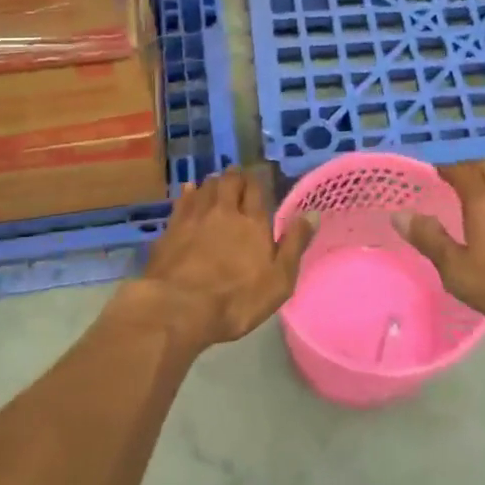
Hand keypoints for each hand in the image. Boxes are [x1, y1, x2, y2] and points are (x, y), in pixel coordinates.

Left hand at [126, 168, 313, 349]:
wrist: (178, 308)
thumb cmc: (236, 299)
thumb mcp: (279, 280)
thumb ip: (294, 244)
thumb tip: (313, 213)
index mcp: (253, 222)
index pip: (255, 188)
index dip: (256, 182)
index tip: (256, 182)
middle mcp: (224, 211)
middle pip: (229, 181)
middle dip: (234, 177)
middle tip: (237, 179)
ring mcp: (194, 217)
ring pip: (205, 187)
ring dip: (213, 182)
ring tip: (216, 183)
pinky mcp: (171, 229)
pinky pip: (182, 201)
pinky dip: (188, 192)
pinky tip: (189, 191)